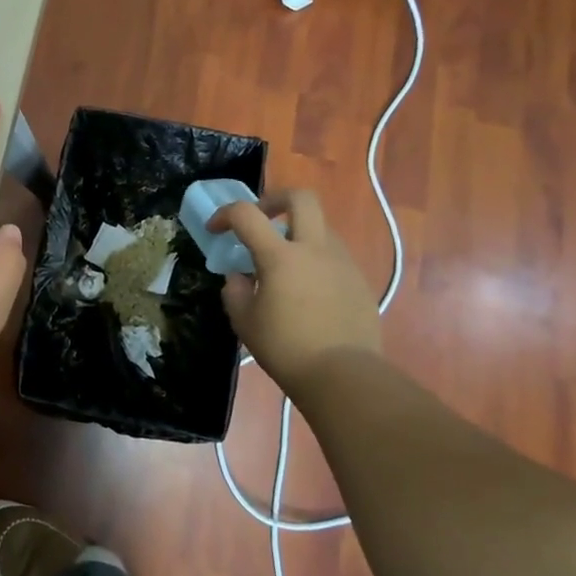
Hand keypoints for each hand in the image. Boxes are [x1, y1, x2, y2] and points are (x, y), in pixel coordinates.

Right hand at [207, 189, 381, 387]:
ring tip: (284, 264)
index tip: (215, 230)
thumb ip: (236, 292)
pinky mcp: (359, 281)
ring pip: (320, 228)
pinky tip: (308, 291)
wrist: (345, 377)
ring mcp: (342, 263)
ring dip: (298, 233)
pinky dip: (315, 260)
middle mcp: (314, 249)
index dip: (225, 214)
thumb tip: (239, 278)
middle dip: (275, 200)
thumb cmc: (287, 349)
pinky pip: (334, 257)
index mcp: (280, 256)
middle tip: (261, 218)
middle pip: (300, 198)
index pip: (246, 214)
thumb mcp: (245, 323)